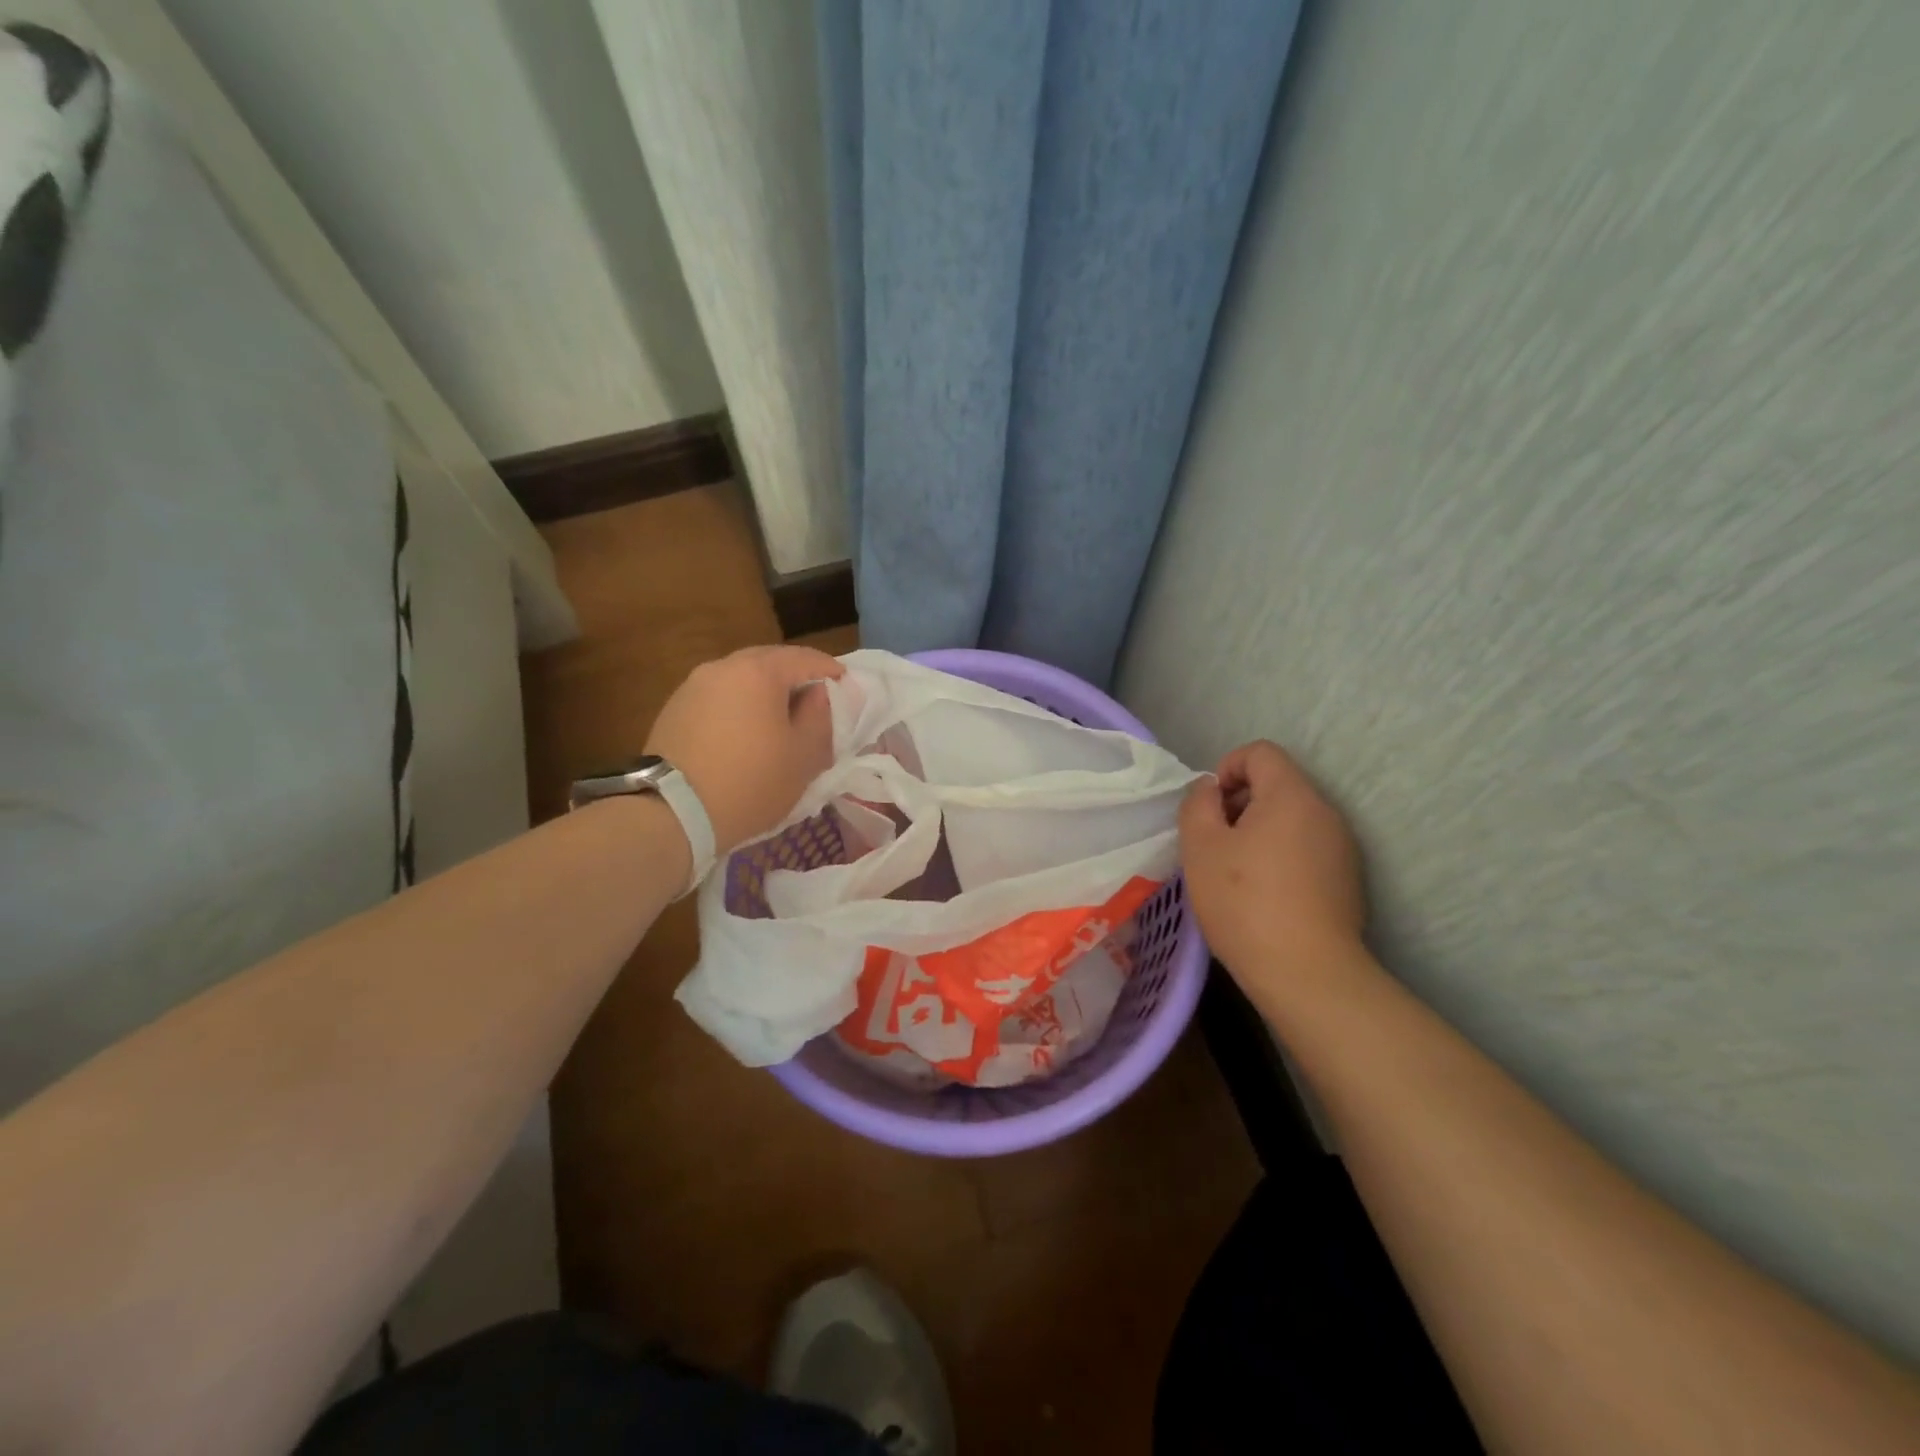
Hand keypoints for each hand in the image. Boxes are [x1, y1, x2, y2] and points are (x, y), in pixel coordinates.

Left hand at [645, 645, 844, 854]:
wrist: (673, 813)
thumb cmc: (751, 782)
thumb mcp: (804, 755)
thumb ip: (822, 715)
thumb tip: (821, 692)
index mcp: (758, 671)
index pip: (805, 658)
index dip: (830, 670)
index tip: (845, 686)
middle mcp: (723, 667)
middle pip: (769, 662)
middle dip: (795, 678)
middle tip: (814, 702)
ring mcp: (693, 685)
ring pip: (741, 680)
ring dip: (764, 692)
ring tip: (778, 720)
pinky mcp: (674, 708)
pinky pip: (718, 698)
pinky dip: (738, 707)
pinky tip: (744, 733)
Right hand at [1179, 740, 1365, 981]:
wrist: (1308, 974)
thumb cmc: (1245, 902)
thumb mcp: (1200, 846)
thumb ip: (1198, 803)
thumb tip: (1212, 790)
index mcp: (1291, 795)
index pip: (1260, 752)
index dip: (1226, 768)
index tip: (1209, 809)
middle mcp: (1325, 812)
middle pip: (1277, 784)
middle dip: (1239, 803)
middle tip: (1214, 843)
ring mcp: (1342, 847)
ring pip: (1291, 818)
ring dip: (1258, 831)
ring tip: (1234, 872)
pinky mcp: (1346, 879)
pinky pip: (1305, 848)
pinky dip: (1279, 856)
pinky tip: (1262, 894)